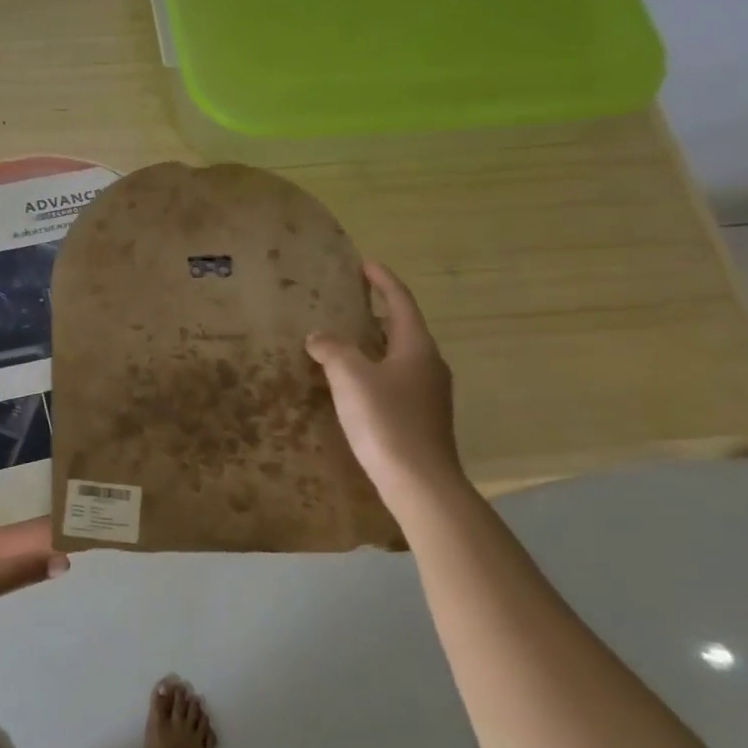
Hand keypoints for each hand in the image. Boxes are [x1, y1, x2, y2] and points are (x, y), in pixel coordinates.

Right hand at [306, 261, 464, 500]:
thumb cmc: (386, 421)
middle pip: (402, 329)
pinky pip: (393, 382)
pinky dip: (372, 373)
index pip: (400, 303)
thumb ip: (332, 349)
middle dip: (375, 315)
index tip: (365, 265)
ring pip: (397, 358)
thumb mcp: (350, 377)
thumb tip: (319, 337)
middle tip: (347, 305)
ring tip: (342, 345)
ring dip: (372, 347)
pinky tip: (350, 387)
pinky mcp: (420, 419)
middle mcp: (428, 365)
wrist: (419, 482)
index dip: (383, 282)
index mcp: (416, 347)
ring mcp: (428, 394)